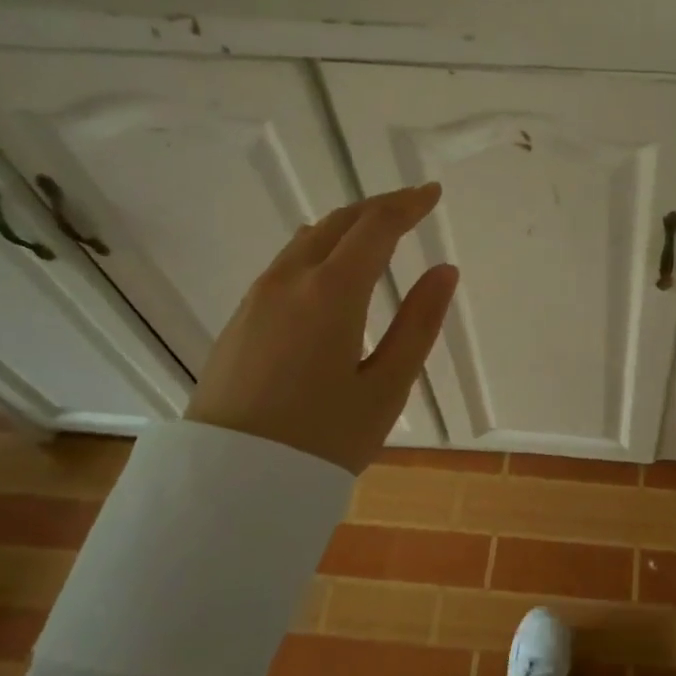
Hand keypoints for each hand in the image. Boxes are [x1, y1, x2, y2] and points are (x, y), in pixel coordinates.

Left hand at [186, 183, 458, 471]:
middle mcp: (290, 281)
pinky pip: (287, 263)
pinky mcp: (241, 318)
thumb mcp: (386, 387)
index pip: (375, 227)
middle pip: (338, 222)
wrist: (230, 482)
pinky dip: (320, 249)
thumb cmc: (322, 439)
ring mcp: (258, 297)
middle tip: (411, 206)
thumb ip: (419, 323)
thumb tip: (444, 272)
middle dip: (378, 207)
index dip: (407, 205)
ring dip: (346, 226)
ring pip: (307, 240)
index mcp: (331, 292)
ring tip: (376, 233)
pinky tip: (331, 270)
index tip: (432, 193)